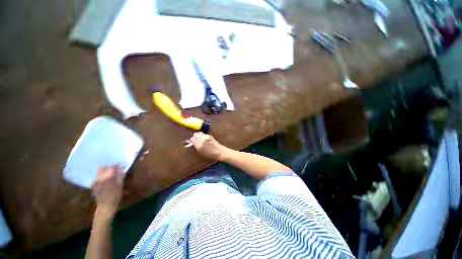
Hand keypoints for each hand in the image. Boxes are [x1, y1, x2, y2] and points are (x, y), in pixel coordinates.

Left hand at [91, 166, 123, 218]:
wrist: (106, 206)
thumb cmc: (116, 195)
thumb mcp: (121, 184)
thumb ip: (120, 174)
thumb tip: (120, 167)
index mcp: (108, 176)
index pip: (112, 166)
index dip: (117, 165)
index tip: (121, 166)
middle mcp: (100, 177)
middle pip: (103, 167)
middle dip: (109, 167)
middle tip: (115, 169)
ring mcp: (95, 181)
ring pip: (99, 171)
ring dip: (105, 171)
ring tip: (110, 175)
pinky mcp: (93, 184)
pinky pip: (97, 176)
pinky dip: (101, 176)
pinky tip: (105, 180)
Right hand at [189, 132, 228, 160]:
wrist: (218, 152)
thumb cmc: (209, 155)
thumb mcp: (200, 152)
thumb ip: (196, 147)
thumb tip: (193, 143)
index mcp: (198, 145)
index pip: (192, 138)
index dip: (192, 140)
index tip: (193, 142)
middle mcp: (201, 140)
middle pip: (195, 134)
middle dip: (195, 136)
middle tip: (196, 140)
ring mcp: (206, 137)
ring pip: (199, 133)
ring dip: (199, 135)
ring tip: (201, 139)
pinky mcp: (209, 135)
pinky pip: (204, 134)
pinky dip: (203, 136)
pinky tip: (206, 139)